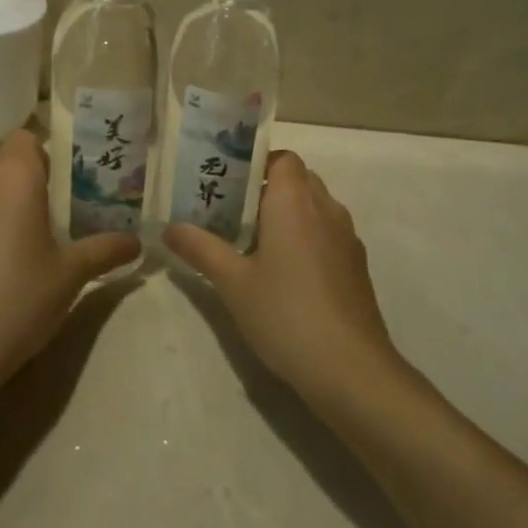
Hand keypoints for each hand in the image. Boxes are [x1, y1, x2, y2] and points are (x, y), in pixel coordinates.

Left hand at [0, 131, 141, 394]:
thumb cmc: (17, 297)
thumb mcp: (70, 275)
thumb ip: (104, 250)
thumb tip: (136, 243)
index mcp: (12, 172)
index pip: (27, 138)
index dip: (46, 157)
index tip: (63, 189)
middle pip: (4, 160)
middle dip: (26, 180)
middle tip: (51, 217)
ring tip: (21, 241)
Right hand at [165, 151, 402, 406]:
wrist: (351, 369)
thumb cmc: (285, 313)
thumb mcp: (233, 282)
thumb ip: (201, 248)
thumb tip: (170, 228)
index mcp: (294, 200)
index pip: (282, 158)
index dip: (258, 164)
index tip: (230, 185)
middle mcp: (325, 208)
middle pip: (298, 179)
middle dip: (268, 190)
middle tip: (234, 214)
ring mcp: (346, 237)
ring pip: (316, 207)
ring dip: (290, 215)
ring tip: (256, 244)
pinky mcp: (357, 265)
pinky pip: (328, 233)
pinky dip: (308, 238)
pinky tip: (288, 274)